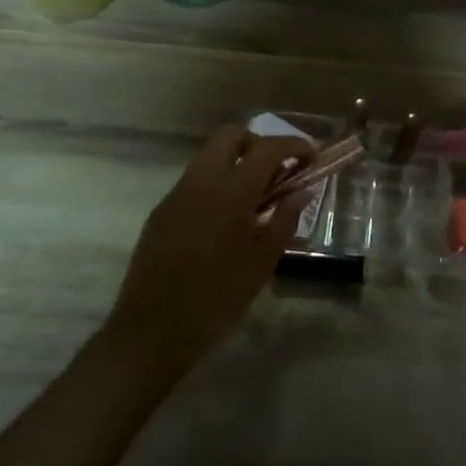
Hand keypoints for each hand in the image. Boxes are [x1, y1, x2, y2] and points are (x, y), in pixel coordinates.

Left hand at [107, 125, 310, 369]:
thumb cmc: (217, 297)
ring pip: (209, 156)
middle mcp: (201, 180)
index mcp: (231, 190)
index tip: (312, 154)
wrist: (152, 329)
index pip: (267, 148)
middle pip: (231, 136)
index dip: (294, 145)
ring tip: (257, 196)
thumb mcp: (262, 262)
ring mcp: (176, 193)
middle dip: (259, 143)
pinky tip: (226, 218)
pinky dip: (217, 183)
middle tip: (279, 170)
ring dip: (236, 162)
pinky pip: (194, 181)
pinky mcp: (161, 210)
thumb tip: (301, 192)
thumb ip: (284, 220)